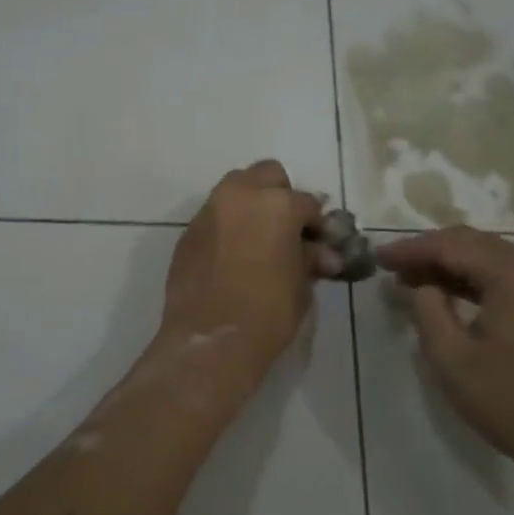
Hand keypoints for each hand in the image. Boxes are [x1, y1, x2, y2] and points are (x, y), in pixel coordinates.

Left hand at [160, 161, 331, 374]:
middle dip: (280, 195)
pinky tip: (234, 254)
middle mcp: (241, 196)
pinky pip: (215, 216)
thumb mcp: (300, 284)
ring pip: (235, 189)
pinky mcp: (189, 231)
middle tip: (287, 228)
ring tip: (260, 238)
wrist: (211, 339)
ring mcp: (210, 210)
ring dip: (250, 204)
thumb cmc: (268, 312)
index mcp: (277, 204)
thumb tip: (324, 254)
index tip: (319, 243)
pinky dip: (228, 225)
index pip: (307, 203)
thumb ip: (310, 259)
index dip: (316, 224)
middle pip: (267, 175)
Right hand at [378, 227, 513, 502]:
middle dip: (429, 252)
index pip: (452, 245)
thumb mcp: (453, 358)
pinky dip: (473, 280)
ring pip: (489, 257)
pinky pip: (505, 276)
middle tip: (391, 267)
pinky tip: (446, 293)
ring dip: (450, 266)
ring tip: (411, 279)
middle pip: (472, 243)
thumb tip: (423, 284)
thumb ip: (427, 309)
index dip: (411, 249)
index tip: (378, 257)